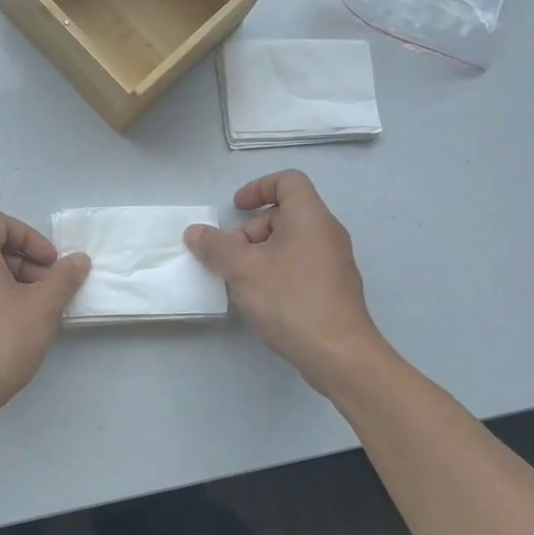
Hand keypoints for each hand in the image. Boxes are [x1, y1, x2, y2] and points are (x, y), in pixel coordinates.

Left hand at [0, 213, 89, 417]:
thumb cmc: (2, 340)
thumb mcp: (43, 306)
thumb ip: (64, 278)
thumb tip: (78, 260)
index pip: (0, 223)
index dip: (31, 238)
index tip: (51, 264)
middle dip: (26, 262)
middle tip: (50, 288)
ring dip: (14, 281)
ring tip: (38, 310)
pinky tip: (16, 326)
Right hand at [185, 170, 389, 392]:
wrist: (338, 353)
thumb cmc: (290, 300)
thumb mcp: (242, 270)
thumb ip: (215, 247)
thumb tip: (195, 232)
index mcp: (309, 217)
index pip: (288, 181)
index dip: (258, 187)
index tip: (236, 208)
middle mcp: (327, 233)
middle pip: (285, 214)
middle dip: (251, 230)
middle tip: (229, 256)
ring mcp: (334, 262)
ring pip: (291, 242)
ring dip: (260, 253)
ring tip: (240, 281)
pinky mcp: (334, 288)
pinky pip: (300, 265)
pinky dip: (276, 271)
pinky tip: (261, 299)